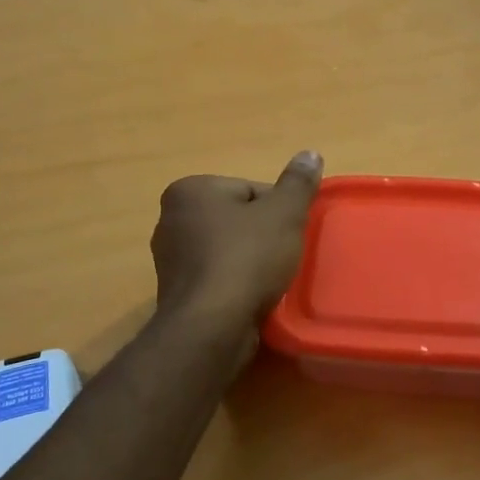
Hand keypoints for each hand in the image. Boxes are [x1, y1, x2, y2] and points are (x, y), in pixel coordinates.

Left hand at [151, 152, 323, 336]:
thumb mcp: (284, 214)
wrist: (213, 326)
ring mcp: (169, 260)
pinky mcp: (176, 293)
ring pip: (227, 250)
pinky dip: (235, 284)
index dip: (278, 210)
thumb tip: (310, 153)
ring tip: (271, 280)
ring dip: (250, 262)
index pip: (249, 190)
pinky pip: (216, 278)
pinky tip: (252, 298)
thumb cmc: (247, 259)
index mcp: (190, 191)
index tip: (290, 232)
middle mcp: (170, 219)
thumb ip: (298, 184)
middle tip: (284, 256)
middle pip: (237, 219)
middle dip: (262, 235)